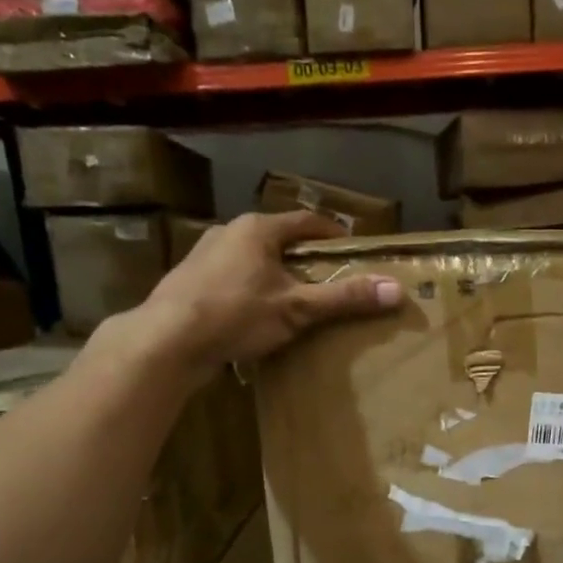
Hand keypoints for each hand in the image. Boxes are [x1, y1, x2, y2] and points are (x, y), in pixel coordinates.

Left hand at [135, 211, 401, 376]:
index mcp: (257, 229)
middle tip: (327, 278)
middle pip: (278, 239)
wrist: (167, 340)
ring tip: (294, 298)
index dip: (332, 234)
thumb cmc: (236, 314)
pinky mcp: (189, 283)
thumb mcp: (297, 308)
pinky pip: (232, 280)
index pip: (306, 222)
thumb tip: (395, 290)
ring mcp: (204, 257)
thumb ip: (343, 298)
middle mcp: (228, 233)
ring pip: (252, 260)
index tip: (352, 249)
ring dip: (275, 275)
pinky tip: (256, 316)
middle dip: (303, 257)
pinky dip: (250, 291)